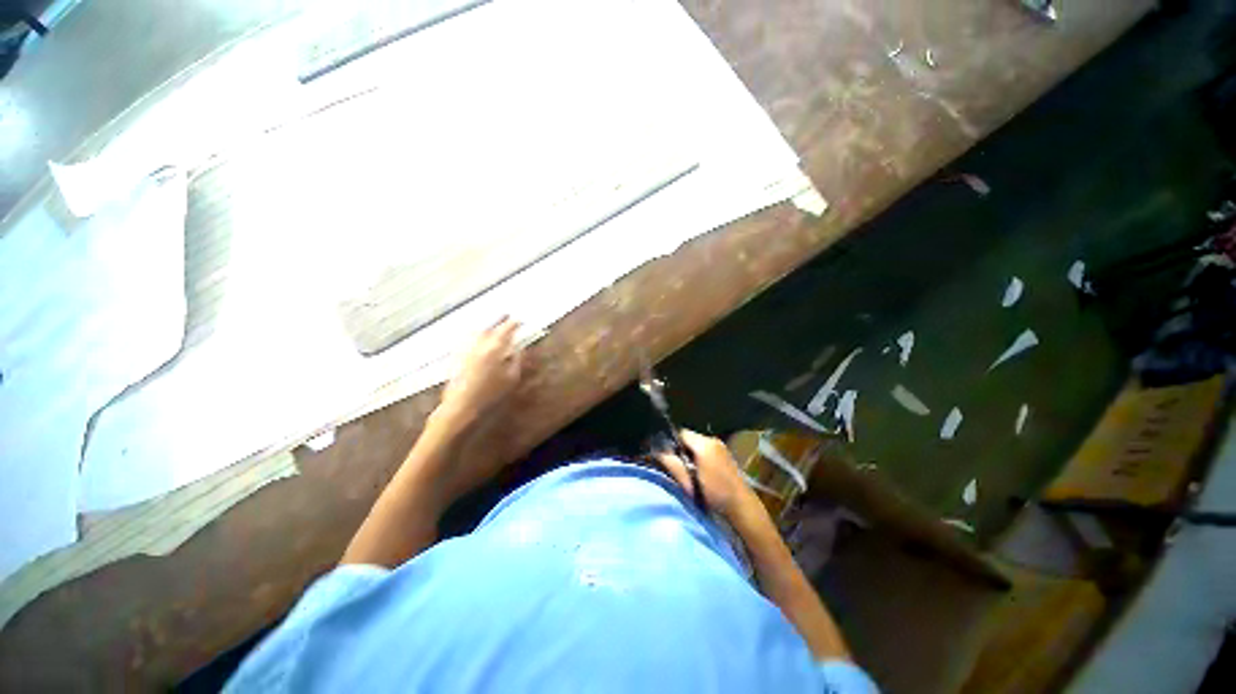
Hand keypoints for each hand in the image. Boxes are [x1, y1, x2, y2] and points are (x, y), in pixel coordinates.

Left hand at [435, 317, 523, 435]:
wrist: (461, 406)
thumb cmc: (490, 394)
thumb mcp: (512, 378)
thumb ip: (518, 360)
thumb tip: (521, 348)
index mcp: (495, 347)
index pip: (506, 329)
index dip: (514, 323)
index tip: (520, 321)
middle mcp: (479, 343)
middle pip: (490, 326)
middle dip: (499, 319)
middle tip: (506, 315)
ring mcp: (466, 348)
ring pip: (477, 331)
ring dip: (486, 326)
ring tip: (492, 325)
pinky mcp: (456, 356)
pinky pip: (467, 339)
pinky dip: (475, 335)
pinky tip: (477, 339)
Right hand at [657, 429, 762, 520]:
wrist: (743, 507)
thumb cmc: (716, 493)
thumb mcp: (690, 481)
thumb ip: (674, 464)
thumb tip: (657, 453)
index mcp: (704, 443)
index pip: (680, 433)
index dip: (671, 442)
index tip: (667, 456)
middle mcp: (712, 440)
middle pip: (689, 439)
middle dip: (681, 450)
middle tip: (677, 466)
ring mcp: (720, 447)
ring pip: (697, 445)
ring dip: (690, 455)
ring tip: (688, 471)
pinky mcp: (725, 455)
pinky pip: (706, 451)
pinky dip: (700, 458)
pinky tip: (700, 473)